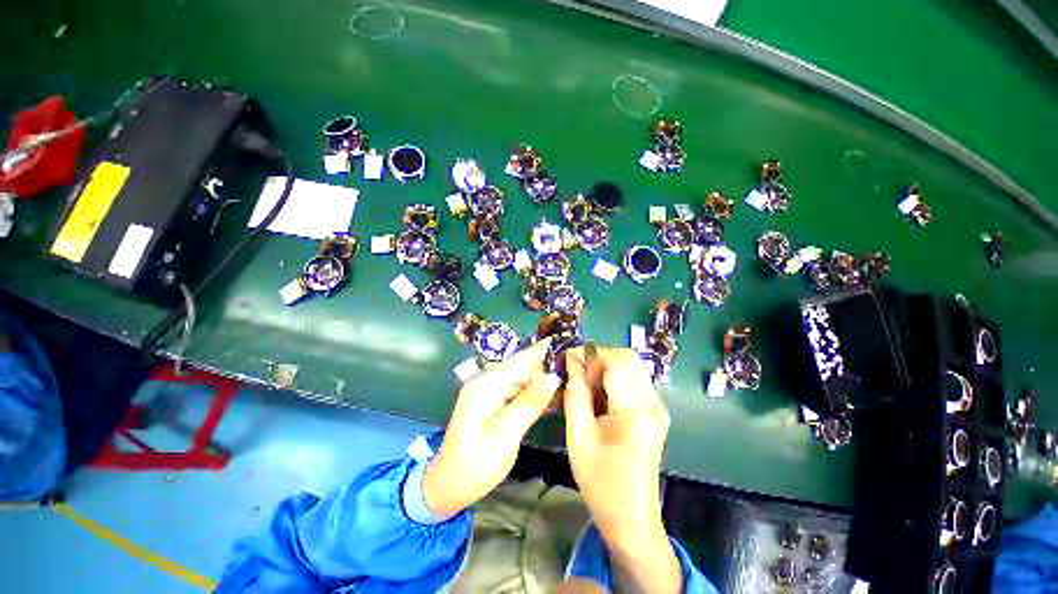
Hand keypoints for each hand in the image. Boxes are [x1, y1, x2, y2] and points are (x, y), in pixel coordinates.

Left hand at [422, 338, 560, 517]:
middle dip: (548, 364)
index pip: (522, 359)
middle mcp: (487, 381)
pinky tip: (551, 396)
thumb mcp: (505, 436)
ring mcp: (490, 391)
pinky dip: (534, 392)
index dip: (545, 349)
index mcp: (487, 384)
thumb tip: (553, 376)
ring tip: (570, 377)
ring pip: (522, 378)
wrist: (447, 486)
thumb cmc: (474, 464)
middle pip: (523, 366)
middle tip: (576, 365)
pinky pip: (518, 390)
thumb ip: (529, 404)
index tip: (568, 342)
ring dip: (543, 378)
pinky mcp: (493, 401)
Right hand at [564, 347, 681, 592]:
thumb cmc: (601, 483)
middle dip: (599, 356)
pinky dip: (615, 376)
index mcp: (635, 411)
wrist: (632, 519)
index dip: (590, 354)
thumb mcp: (579, 437)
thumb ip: (575, 396)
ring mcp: (658, 407)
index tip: (568, 358)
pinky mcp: (656, 412)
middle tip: (576, 370)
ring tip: (585, 381)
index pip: (615, 362)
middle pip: (628, 358)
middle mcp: (653, 403)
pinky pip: (635, 380)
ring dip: (607, 365)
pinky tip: (599, 393)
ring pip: (632, 366)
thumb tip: (571, 364)